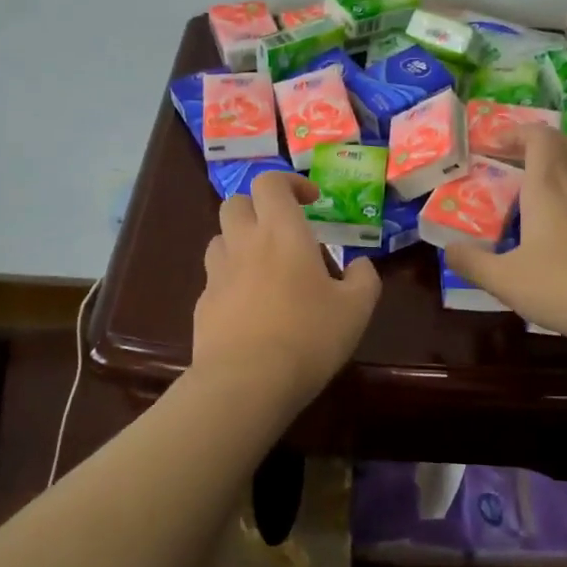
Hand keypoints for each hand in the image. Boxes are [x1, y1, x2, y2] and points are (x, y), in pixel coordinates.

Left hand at [193, 171, 381, 406]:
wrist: (245, 383)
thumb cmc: (307, 336)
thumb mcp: (355, 309)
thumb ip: (363, 279)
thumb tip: (360, 265)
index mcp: (281, 232)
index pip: (271, 182)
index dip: (290, 183)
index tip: (310, 201)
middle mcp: (244, 242)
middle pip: (237, 203)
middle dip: (259, 208)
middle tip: (283, 231)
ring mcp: (218, 273)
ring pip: (220, 238)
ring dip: (241, 241)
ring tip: (265, 267)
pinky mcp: (203, 304)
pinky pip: (215, 278)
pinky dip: (231, 280)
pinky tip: (250, 308)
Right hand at [446, 126, 566, 352]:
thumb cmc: (565, 287)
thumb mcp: (506, 281)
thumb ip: (472, 263)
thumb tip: (448, 249)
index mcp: (548, 185)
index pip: (537, 135)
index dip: (517, 132)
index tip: (496, 145)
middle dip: (544, 143)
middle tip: (524, 163)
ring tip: (561, 179)